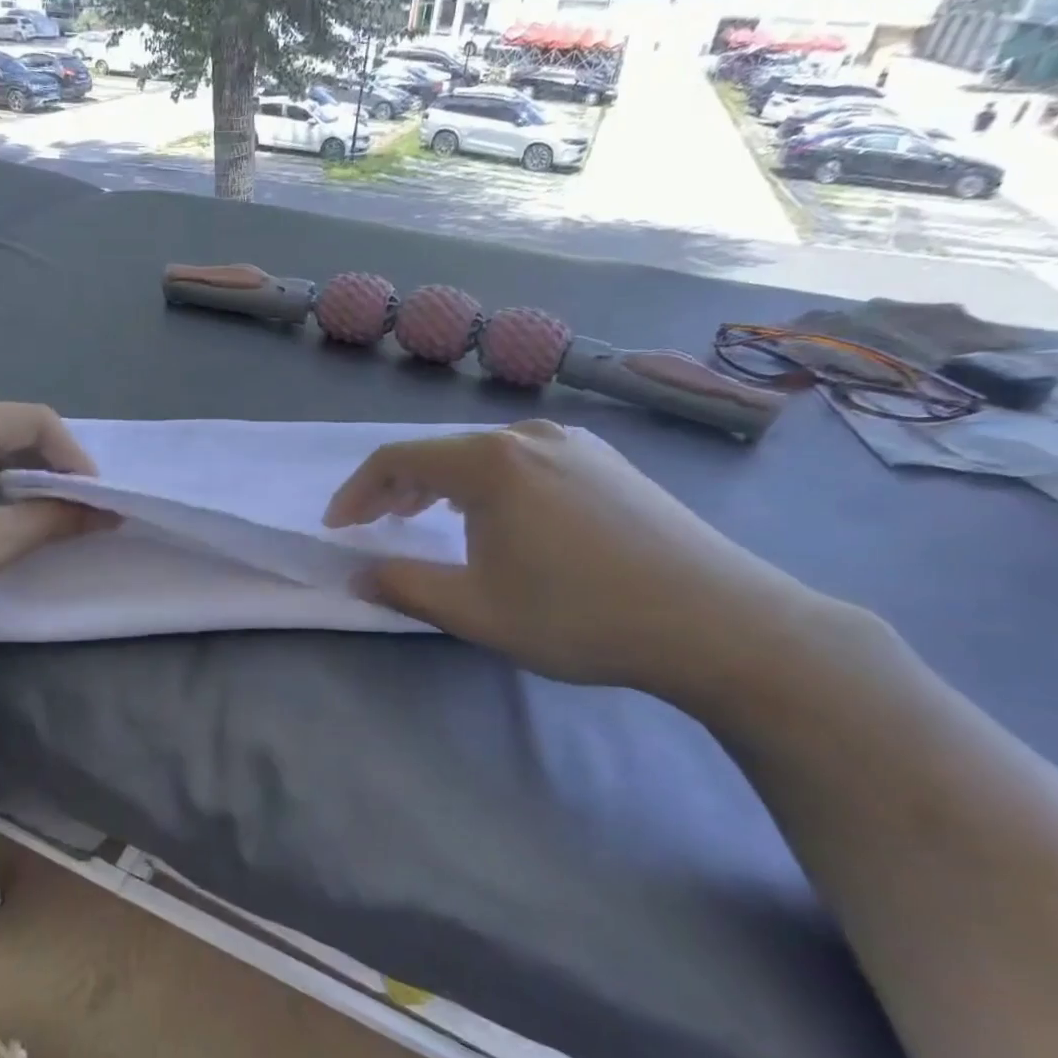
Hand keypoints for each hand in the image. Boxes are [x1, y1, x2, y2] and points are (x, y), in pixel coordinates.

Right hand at [324, 421, 832, 703]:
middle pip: (439, 452)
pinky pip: (524, 461)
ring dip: (441, 486)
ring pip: (483, 455)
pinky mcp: (608, 462)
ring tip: (425, 520)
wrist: (719, 622)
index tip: (338, 528)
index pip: (397, 459)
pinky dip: (488, 485)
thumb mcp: (475, 611)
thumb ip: (404, 587)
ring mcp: (576, 444)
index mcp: (490, 462)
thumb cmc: (581, 616)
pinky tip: (498, 517)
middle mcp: (529, 435)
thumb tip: (358, 575)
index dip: (357, 492)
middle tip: (374, 526)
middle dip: (396, 488)